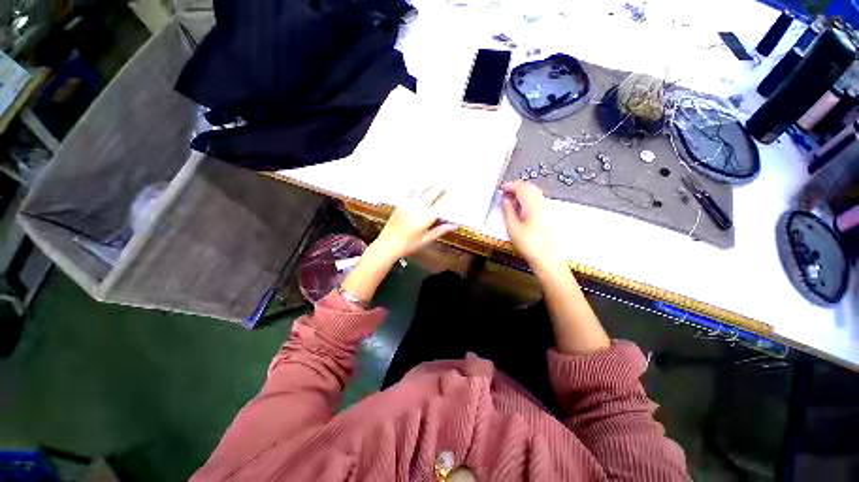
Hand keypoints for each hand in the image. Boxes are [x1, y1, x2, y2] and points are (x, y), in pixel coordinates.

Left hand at [372, 185, 458, 261]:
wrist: (388, 244)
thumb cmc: (408, 244)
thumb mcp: (426, 239)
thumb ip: (440, 230)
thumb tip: (454, 226)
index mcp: (426, 218)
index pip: (441, 203)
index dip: (449, 195)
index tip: (456, 188)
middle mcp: (418, 207)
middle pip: (433, 192)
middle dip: (443, 185)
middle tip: (450, 178)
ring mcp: (408, 203)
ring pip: (422, 188)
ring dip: (431, 182)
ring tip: (438, 177)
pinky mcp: (400, 203)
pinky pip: (410, 190)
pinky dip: (417, 185)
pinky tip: (421, 182)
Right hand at [501, 181, 559, 270]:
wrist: (547, 258)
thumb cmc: (529, 244)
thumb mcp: (513, 228)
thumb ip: (508, 210)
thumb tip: (505, 199)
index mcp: (533, 205)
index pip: (521, 187)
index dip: (510, 185)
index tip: (501, 188)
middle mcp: (542, 203)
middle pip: (529, 187)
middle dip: (516, 187)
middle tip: (505, 192)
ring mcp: (547, 209)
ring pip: (534, 192)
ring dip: (522, 192)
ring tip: (511, 198)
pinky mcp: (548, 215)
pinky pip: (537, 199)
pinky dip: (527, 198)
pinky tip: (521, 206)